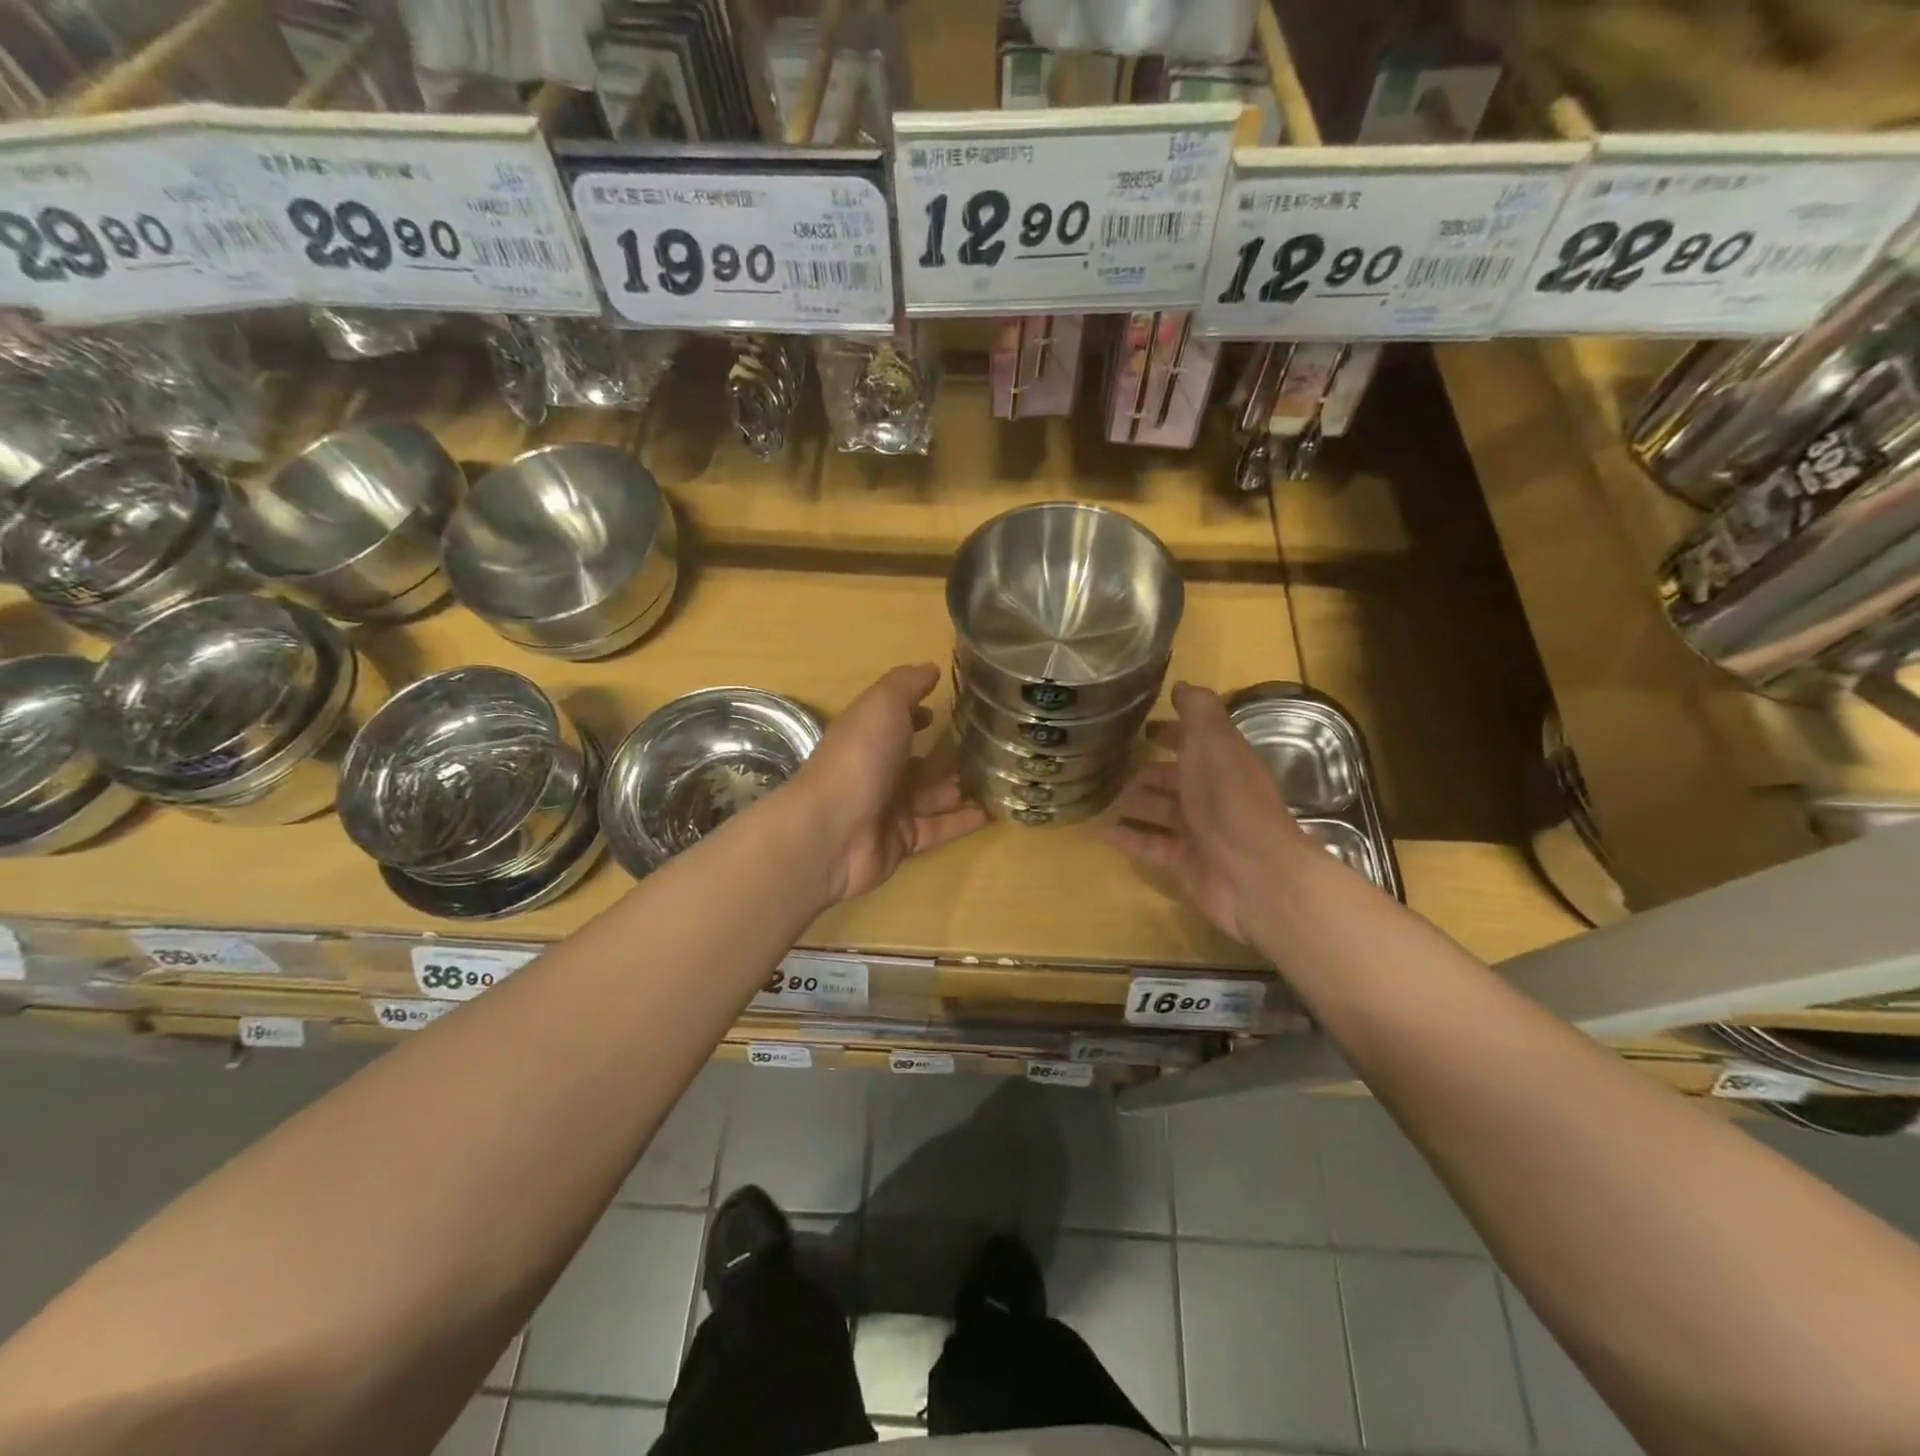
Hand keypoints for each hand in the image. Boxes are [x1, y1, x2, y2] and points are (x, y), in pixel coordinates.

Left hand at [787, 664, 987, 903]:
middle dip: (948, 755)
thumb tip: (931, 668)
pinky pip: (940, 828)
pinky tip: (994, 812)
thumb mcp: (883, 705)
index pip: (896, 722)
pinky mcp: (903, 841)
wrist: (834, 832)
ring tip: (1003, 779)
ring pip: (933, 795)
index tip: (947, 711)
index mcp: (869, 736)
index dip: (918, 715)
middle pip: (918, 762)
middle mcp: (878, 771)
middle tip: (992, 748)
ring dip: (962, 787)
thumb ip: (907, 684)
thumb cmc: (860, 758)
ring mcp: (890, 808)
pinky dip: (964, 821)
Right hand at [1102, 683, 1315, 944]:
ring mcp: (1200, 832)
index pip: (1195, 742)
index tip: (1140, 727)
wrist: (1254, 872)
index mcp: (1222, 762)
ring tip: (1103, 796)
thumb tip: (1182, 685)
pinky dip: (1129, 839)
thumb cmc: (1230, 799)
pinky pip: (1151, 846)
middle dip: (1149, 770)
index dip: (1171, 732)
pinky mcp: (1186, 863)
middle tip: (1111, 764)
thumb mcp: (1214, 741)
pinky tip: (1102, 832)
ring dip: (1137, 802)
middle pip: (1176, 778)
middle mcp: (1213, 795)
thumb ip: (1198, 711)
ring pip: (1162, 811)